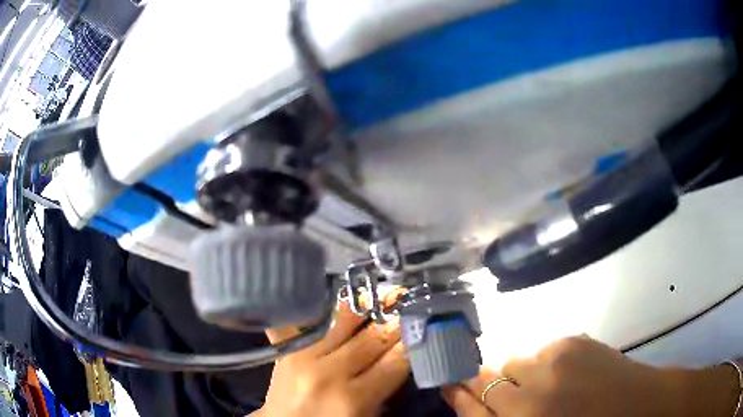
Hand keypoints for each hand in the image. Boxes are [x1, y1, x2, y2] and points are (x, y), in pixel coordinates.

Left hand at [256, 302, 408, 416]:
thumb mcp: (366, 415)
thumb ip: (386, 388)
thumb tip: (403, 356)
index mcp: (352, 399)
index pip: (394, 363)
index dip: (412, 343)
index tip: (424, 326)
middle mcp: (328, 373)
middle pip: (371, 339)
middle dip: (396, 321)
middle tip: (412, 303)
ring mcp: (303, 356)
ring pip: (343, 321)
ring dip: (368, 306)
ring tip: (386, 292)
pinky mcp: (287, 348)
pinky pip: (311, 320)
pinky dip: (330, 307)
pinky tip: (346, 295)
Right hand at [442, 335, 740, 416]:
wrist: (634, 405)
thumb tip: (476, 400)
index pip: (473, 407)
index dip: (458, 394)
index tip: (448, 382)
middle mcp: (531, 396)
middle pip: (488, 380)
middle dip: (485, 381)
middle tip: (493, 383)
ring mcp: (554, 364)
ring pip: (516, 360)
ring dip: (521, 373)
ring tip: (543, 383)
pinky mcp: (573, 342)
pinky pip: (543, 349)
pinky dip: (546, 361)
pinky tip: (565, 373)